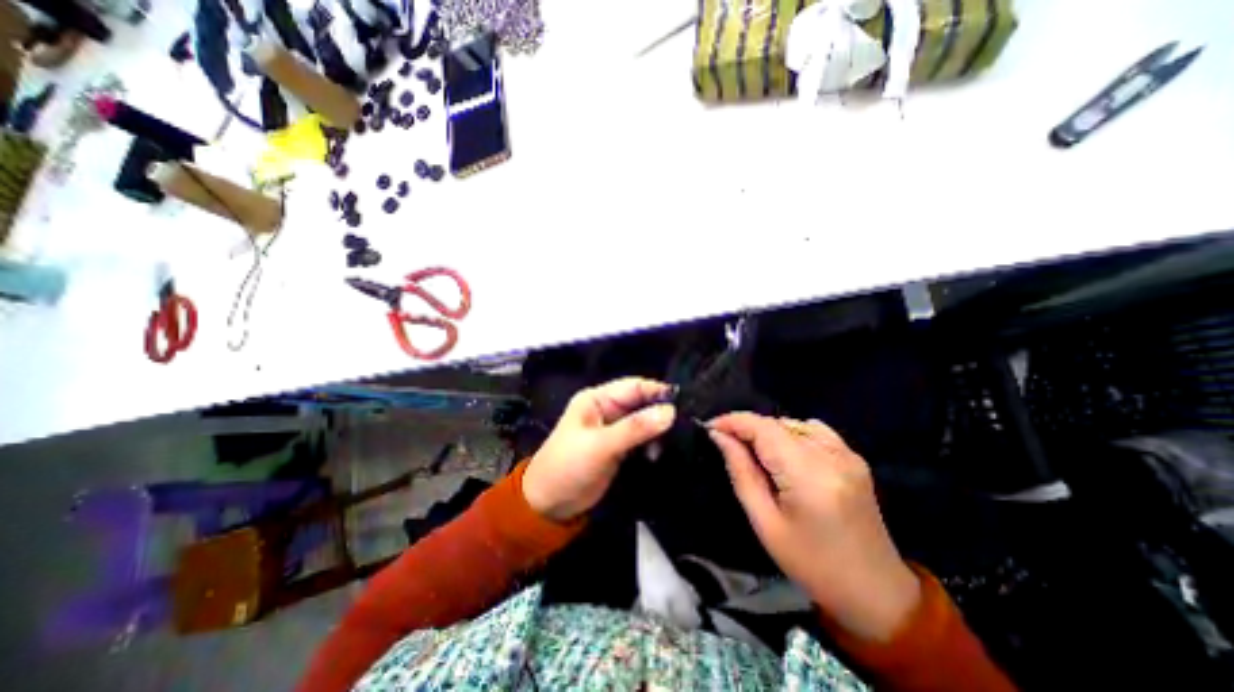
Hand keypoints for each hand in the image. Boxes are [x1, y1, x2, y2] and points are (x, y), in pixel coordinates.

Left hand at [520, 381, 673, 521]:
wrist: (549, 505)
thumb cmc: (568, 466)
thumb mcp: (601, 445)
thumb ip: (635, 428)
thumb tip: (671, 411)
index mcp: (597, 399)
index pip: (634, 386)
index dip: (657, 392)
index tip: (683, 403)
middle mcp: (607, 409)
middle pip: (641, 403)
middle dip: (661, 412)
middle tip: (687, 424)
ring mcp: (614, 429)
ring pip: (644, 421)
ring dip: (659, 430)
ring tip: (675, 442)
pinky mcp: (619, 448)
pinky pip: (642, 439)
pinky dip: (652, 444)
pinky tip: (661, 453)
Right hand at [704, 412, 914, 643]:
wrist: (875, 591)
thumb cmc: (811, 564)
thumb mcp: (765, 522)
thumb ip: (740, 472)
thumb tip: (719, 437)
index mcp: (809, 476)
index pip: (763, 428)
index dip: (733, 421)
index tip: (709, 427)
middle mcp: (831, 456)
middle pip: (777, 423)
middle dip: (747, 428)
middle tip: (727, 445)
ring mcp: (847, 454)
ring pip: (793, 423)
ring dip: (767, 432)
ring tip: (755, 454)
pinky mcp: (854, 457)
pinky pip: (813, 430)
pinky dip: (791, 433)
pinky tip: (785, 454)